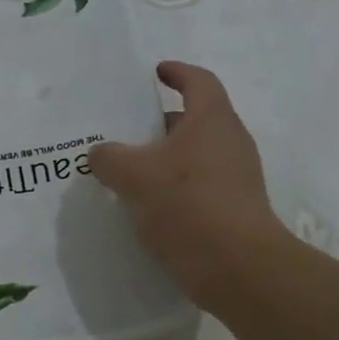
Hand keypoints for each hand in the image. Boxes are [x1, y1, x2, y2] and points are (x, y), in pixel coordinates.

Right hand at [88, 61, 289, 315]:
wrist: (237, 266)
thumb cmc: (187, 203)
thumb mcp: (132, 175)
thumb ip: (109, 157)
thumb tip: (100, 154)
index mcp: (212, 120)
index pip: (198, 81)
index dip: (177, 73)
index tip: (156, 73)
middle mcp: (230, 142)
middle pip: (195, 120)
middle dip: (161, 122)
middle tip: (126, 129)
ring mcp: (237, 177)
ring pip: (195, 155)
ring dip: (164, 158)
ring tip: (128, 170)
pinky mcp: (234, 209)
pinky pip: (198, 185)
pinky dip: (173, 187)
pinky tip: (145, 205)